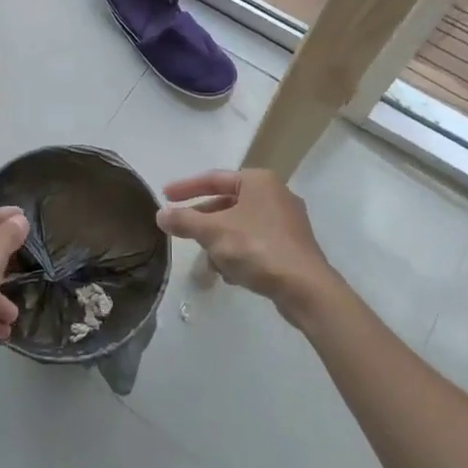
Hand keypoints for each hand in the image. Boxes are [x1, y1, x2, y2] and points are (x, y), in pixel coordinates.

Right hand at [157, 170, 337, 320]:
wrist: (306, 289)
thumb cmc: (257, 248)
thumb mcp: (213, 232)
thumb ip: (184, 221)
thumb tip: (160, 214)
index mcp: (258, 181)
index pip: (213, 178)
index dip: (185, 188)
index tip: (164, 196)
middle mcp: (275, 194)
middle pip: (227, 203)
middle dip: (204, 222)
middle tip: (182, 231)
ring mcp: (286, 221)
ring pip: (240, 225)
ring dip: (220, 243)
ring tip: (208, 263)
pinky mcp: (292, 246)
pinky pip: (255, 242)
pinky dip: (239, 253)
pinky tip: (230, 274)